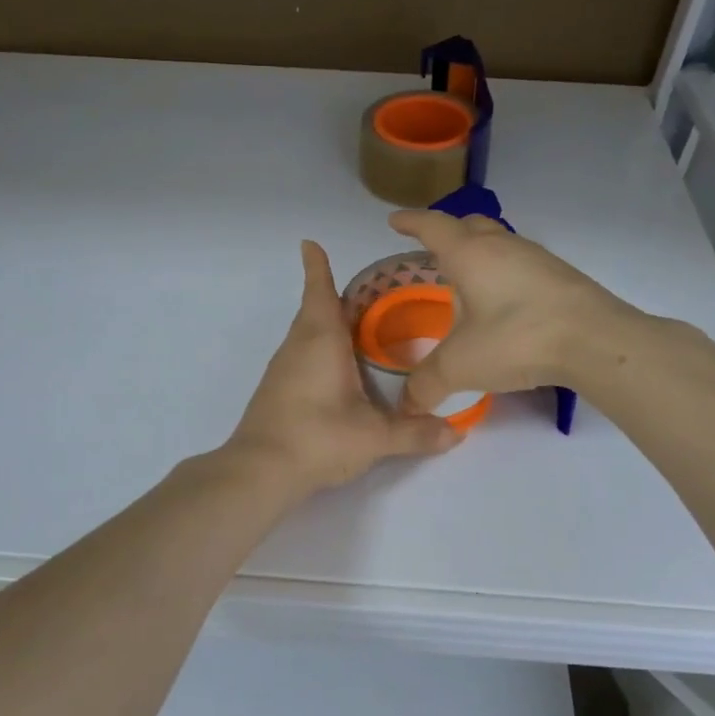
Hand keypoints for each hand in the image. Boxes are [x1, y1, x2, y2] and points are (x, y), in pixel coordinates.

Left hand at [225, 240, 458, 495]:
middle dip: (333, 296)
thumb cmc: (318, 438)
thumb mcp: (374, 437)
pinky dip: (317, 348)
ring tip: (355, 325)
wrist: (259, 471)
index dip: (316, 267)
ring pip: (305, 333)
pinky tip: (335, 368)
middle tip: (365, 293)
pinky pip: (300, 355)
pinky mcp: (276, 391)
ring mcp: (282, 369)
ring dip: (325, 323)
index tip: (309, 244)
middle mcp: (298, 347)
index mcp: (320, 341)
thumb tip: (455, 433)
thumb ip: (415, 433)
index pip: (319, 293)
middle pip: (313, 310)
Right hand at [385, 209, 638, 413]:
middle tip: (433, 249)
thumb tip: (408, 405)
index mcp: (470, 254)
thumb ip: (427, 383)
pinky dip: (504, 272)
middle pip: (470, 225)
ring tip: (469, 279)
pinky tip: (505, 301)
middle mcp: (502, 246)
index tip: (394, 221)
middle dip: (448, 232)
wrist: (596, 341)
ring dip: (480, 252)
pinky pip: (521, 263)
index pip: (432, 227)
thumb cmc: (516, 338)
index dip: (410, 222)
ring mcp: (537, 258)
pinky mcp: (562, 276)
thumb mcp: (461, 365)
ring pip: (500, 242)